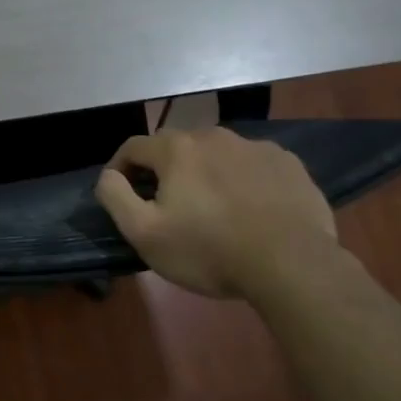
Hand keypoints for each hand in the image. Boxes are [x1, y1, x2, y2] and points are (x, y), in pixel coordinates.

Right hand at [95, 127, 337, 301]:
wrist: (292, 265)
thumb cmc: (209, 250)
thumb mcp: (144, 233)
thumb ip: (115, 196)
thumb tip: (109, 175)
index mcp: (177, 149)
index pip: (133, 147)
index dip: (120, 168)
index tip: (121, 194)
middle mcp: (215, 136)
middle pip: (176, 147)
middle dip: (165, 171)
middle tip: (167, 207)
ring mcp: (256, 147)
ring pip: (216, 155)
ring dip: (205, 174)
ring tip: (212, 210)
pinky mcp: (289, 164)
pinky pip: (252, 166)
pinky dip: (242, 181)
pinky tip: (250, 210)